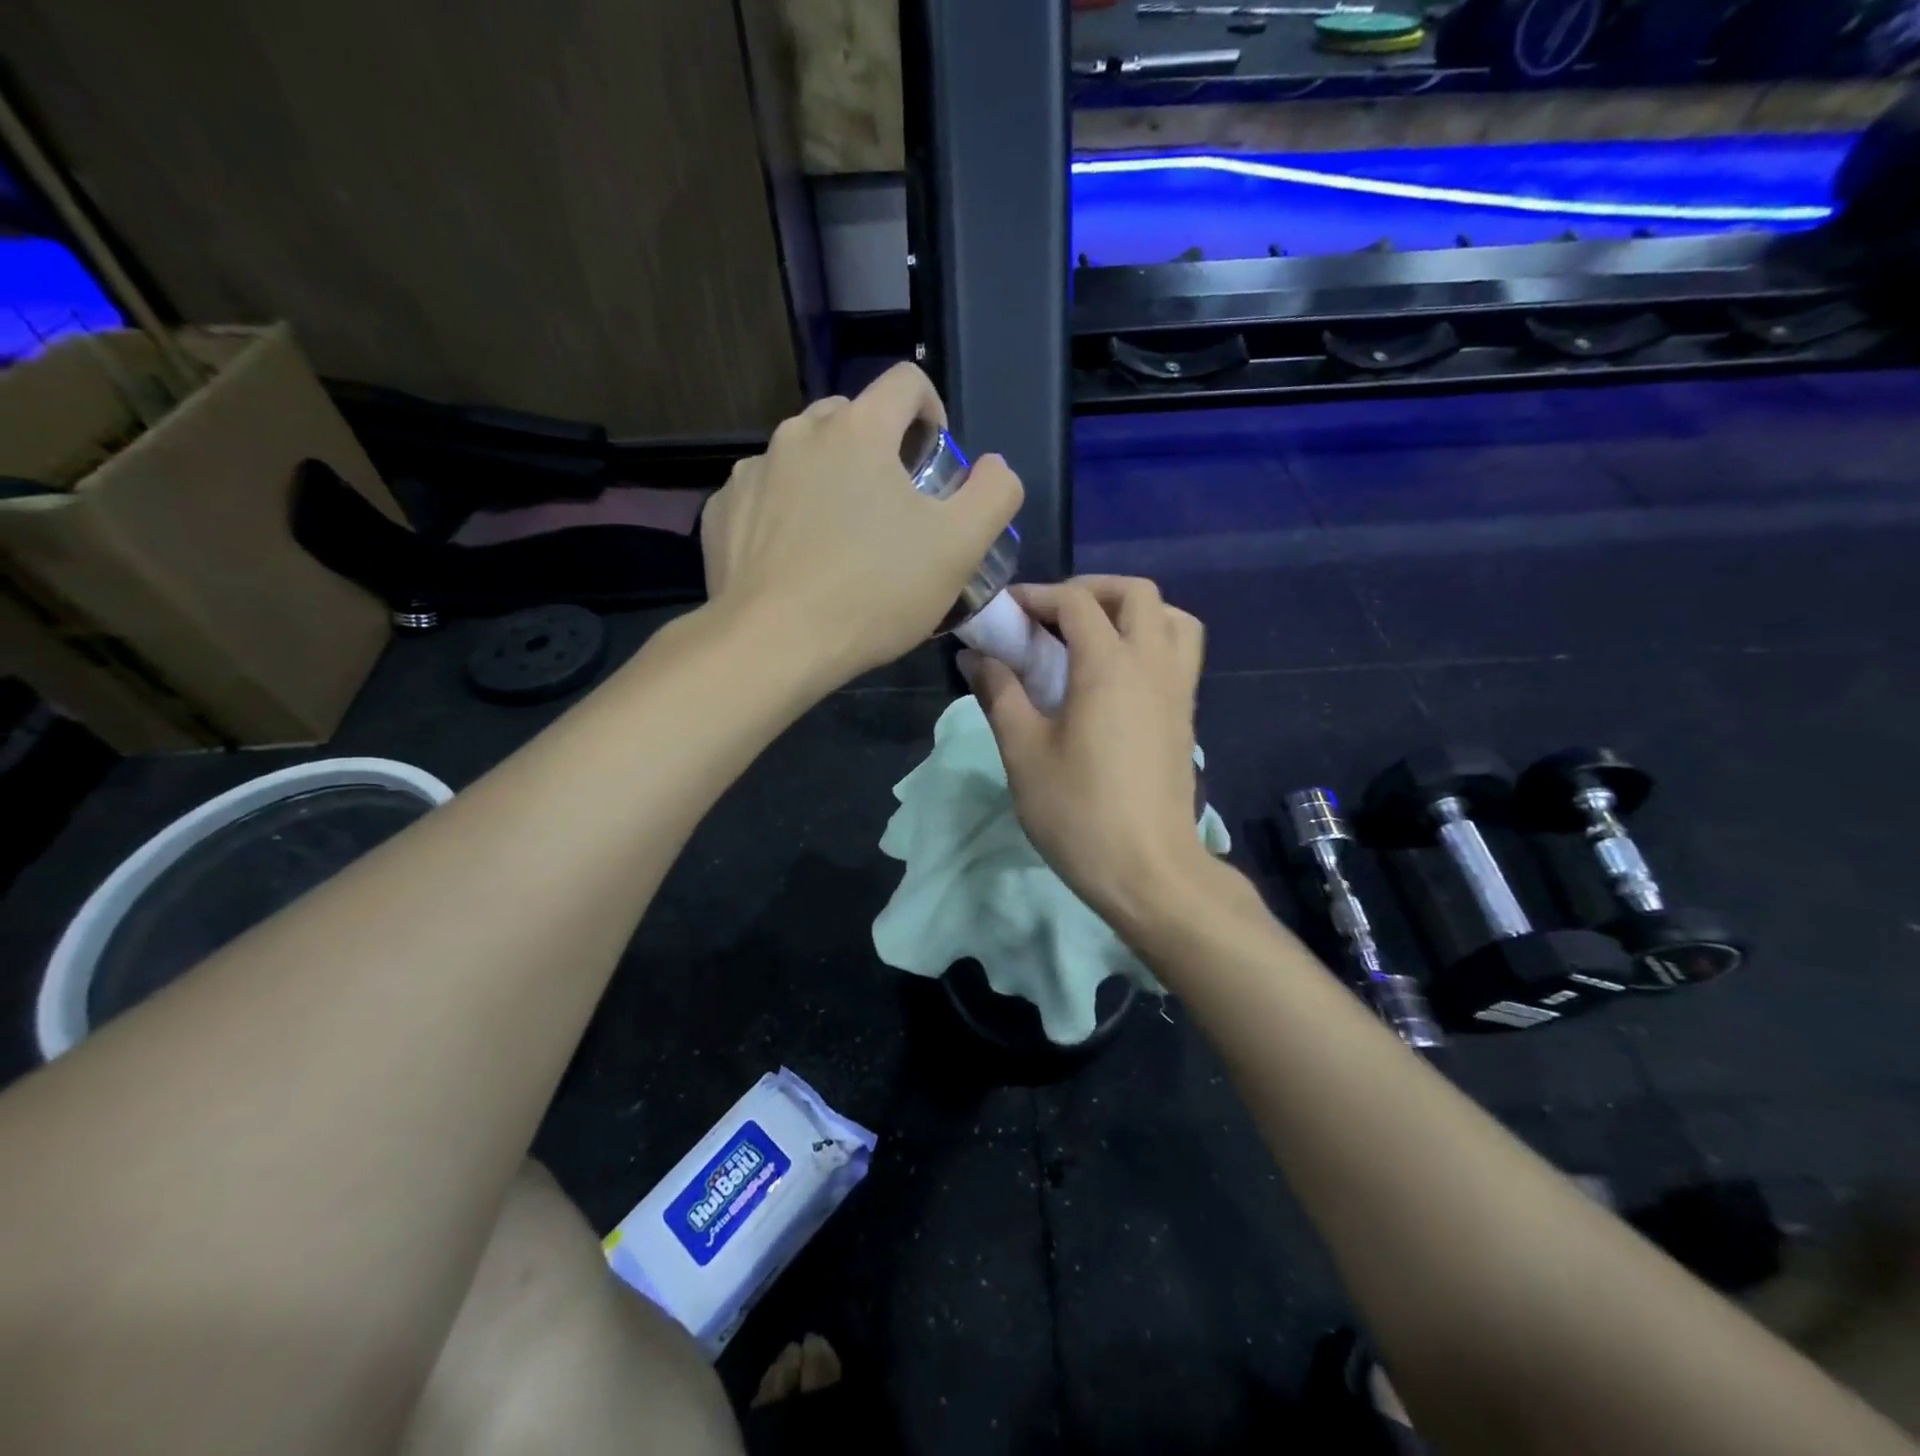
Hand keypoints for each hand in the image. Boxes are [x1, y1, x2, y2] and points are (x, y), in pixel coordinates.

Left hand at [701, 364, 1022, 687]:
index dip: (932, 413)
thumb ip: (993, 495)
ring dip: (831, 482)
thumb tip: (994, 467)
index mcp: (859, 429)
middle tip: (894, 512)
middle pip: (852, 418)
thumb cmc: (875, 593)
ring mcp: (752, 472)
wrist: (773, 645)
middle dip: (880, 451)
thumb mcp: (959, 548)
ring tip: (842, 542)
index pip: (906, 382)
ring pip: (805, 458)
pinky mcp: (721, 512)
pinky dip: (787, 514)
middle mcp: (798, 434)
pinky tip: (798, 561)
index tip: (936, 463)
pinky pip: (766, 496)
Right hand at [964, 576, 1210, 932]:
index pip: (1076, 603)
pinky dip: (1150, 639)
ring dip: (1131, 611)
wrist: (1149, 872)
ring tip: (1092, 637)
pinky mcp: (1186, 716)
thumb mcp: (1024, 753)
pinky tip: (1114, 676)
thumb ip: (1000, 695)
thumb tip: (975, 657)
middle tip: (1051, 617)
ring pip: (1171, 618)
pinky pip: (1179, 652)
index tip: (1005, 613)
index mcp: (1110, 667)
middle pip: (1136, 593)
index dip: (1037, 597)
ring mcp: (1177, 690)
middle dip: (1090, 590)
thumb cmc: (1079, 813)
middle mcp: (1152, 665)